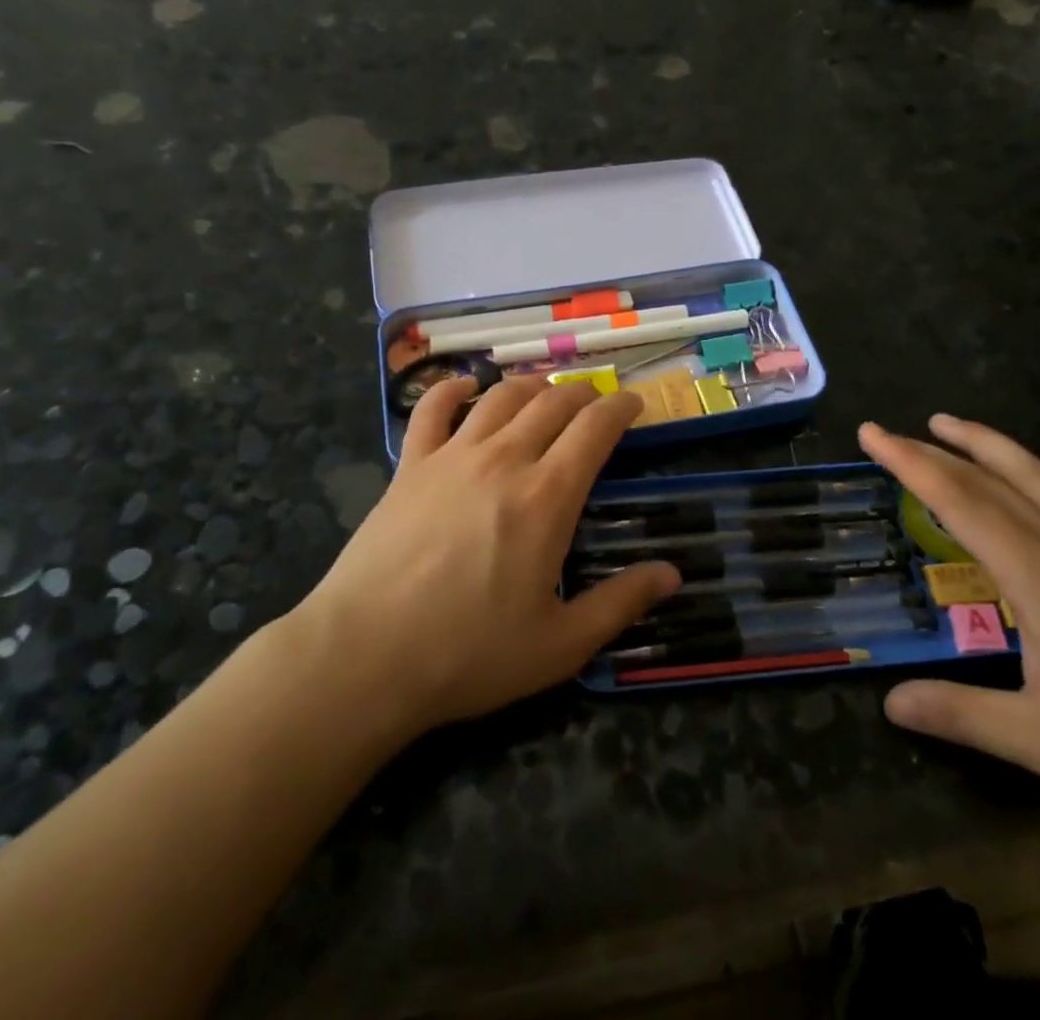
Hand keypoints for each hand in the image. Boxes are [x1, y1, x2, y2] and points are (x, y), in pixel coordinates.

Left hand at [294, 377, 680, 736]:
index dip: (621, 408)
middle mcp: (504, 459)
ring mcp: (452, 456)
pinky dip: (451, 389)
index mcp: (547, 496)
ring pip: (500, 397)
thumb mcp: (560, 644)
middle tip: (595, 402)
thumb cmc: (470, 653)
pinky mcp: (410, 465)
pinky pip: (432, 409)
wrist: (367, 654)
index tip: (634, 404)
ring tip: (545, 391)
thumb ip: (620, 602)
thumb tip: (672, 574)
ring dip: (531, 386)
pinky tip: (464, 387)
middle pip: (552, 402)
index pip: (595, 428)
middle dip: (582, 393)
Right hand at [860, 415, 1039, 841]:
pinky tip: (1037, 479)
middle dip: (935, 448)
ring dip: (989, 445)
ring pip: (1039, 476)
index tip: (870, 434)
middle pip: (993, 478)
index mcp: (1039, 576)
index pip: (961, 501)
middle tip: (890, 431)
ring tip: (952, 426)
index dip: (910, 463)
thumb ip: (962, 714)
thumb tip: (889, 702)